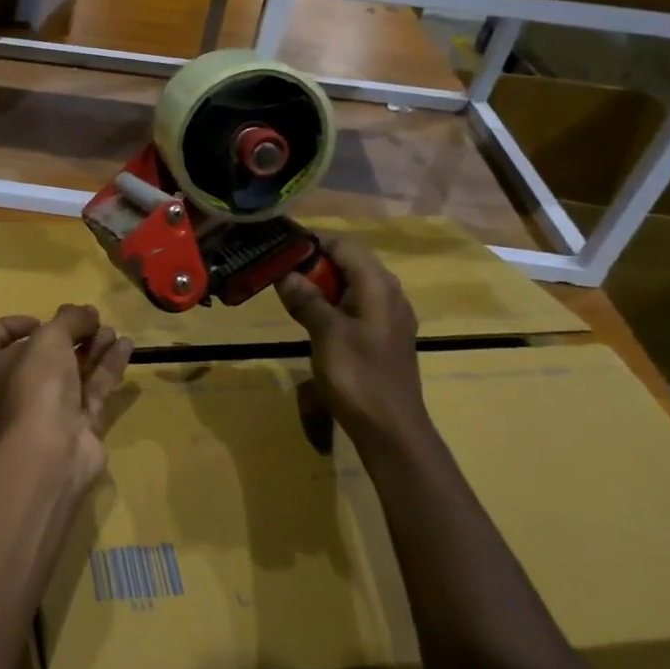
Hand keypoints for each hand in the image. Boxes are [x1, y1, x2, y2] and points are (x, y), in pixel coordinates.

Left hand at [0, 305, 133, 488]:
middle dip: (68, 335)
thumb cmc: (34, 383)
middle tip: (91, 320)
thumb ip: (69, 319)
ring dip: (91, 348)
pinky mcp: (75, 426)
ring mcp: (45, 410)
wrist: (50, 451)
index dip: (14, 325)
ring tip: (112, 330)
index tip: (42, 320)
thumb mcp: (50, 338)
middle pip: (40, 355)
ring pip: (70, 372)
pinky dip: (107, 367)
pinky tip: (127, 346)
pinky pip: (92, 390)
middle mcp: (12, 389)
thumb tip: (86, 312)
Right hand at [276, 233, 429, 450]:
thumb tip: (286, 274)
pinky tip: (310, 315)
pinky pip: (355, 305)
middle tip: (277, 267)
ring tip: (287, 288)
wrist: (391, 428)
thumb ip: (307, 299)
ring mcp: (388, 316)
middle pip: (349, 261)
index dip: (312, 240)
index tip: (279, 243)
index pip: (344, 245)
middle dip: (313, 261)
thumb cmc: (358, 377)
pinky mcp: (382, 336)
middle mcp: (388, 294)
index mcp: (378, 286)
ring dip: (321, 282)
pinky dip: (331, 301)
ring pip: (351, 284)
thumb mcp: (326, 334)